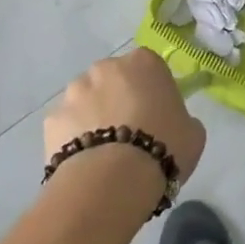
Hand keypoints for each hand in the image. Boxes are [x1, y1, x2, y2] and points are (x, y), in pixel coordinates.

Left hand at [44, 48, 206, 186]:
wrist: (113, 181)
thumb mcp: (193, 132)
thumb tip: (170, 122)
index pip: (149, 67)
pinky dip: (73, 139)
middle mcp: (106, 67)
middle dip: (118, 100)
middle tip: (129, 134)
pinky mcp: (52, 118)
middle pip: (114, 80)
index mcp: (143, 62)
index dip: (153, 91)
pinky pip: (67, 126)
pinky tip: (85, 164)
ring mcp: (75, 91)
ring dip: (93, 117)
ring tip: (104, 154)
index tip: (157, 115)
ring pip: (86, 100)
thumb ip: (181, 117)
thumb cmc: (163, 148)